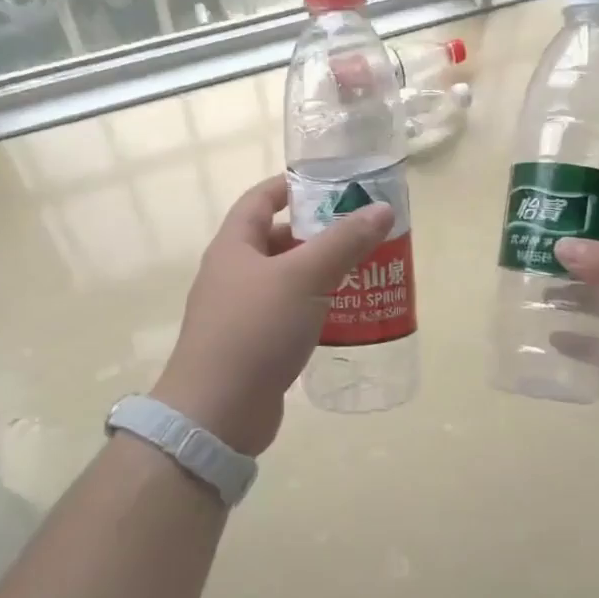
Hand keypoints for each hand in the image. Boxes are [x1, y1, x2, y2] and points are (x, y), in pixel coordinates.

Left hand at [152, 175, 393, 455]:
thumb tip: (382, 210)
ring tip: (364, 269)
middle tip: (361, 231)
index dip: (293, 185)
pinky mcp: (254, 345)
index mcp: (235, 246)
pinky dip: (316, 307)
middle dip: (318, 232)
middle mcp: (234, 273)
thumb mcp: (304, 278)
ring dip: (321, 272)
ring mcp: (242, 311)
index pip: (261, 199)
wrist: (216, 414)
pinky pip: (290, 313)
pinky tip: (346, 314)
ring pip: (287, 279)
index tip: (333, 183)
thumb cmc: (255, 331)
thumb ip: (344, 242)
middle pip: (278, 239)